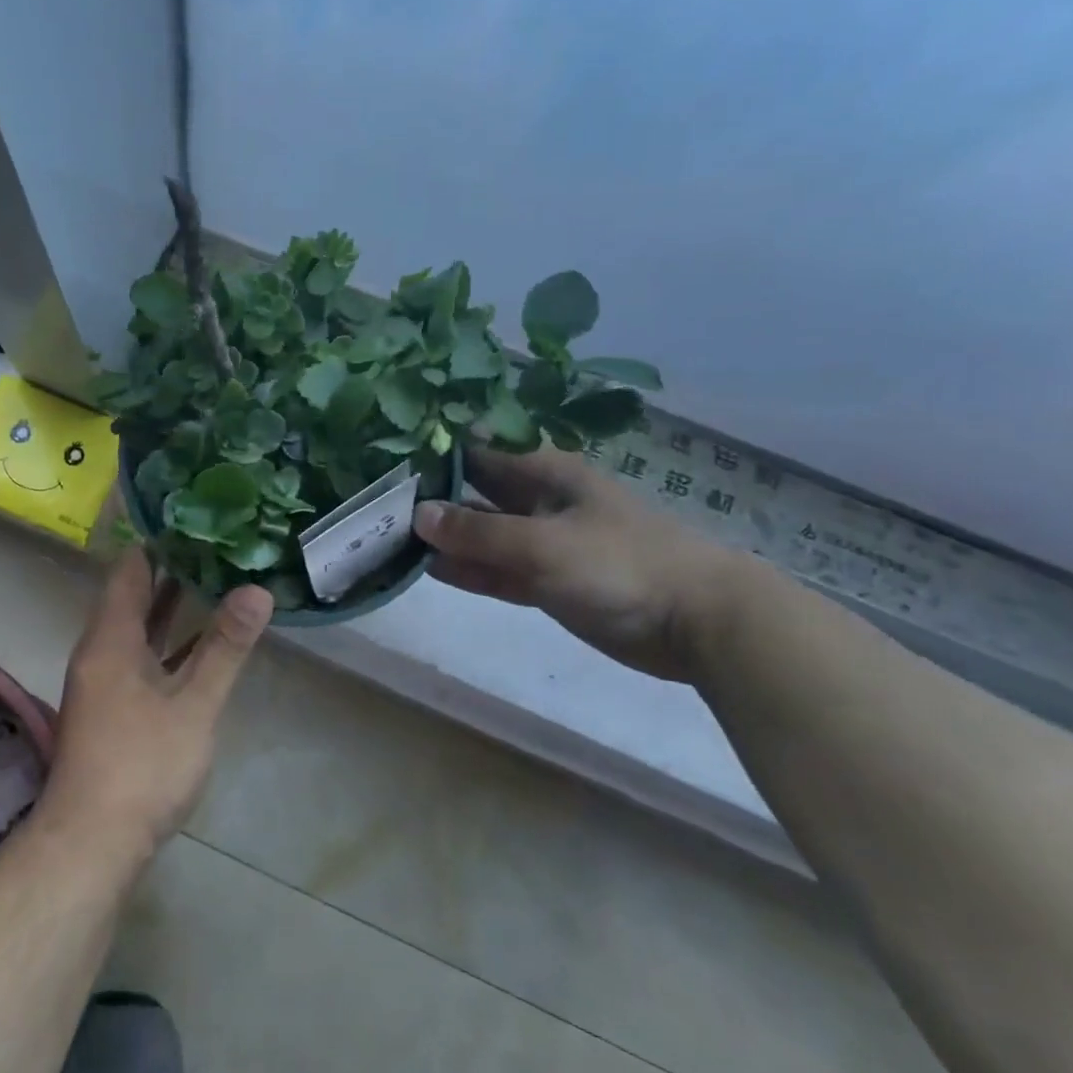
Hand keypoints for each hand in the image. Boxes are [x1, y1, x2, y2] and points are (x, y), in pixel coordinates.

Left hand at [40, 548, 273, 865]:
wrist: (91, 845)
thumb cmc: (142, 766)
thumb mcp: (194, 705)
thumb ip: (225, 647)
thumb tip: (256, 590)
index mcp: (111, 638)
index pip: (129, 569)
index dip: (157, 540)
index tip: (194, 516)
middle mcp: (100, 651)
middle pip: (132, 595)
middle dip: (170, 570)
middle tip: (215, 541)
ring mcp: (104, 682)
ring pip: (137, 629)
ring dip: (169, 606)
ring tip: (213, 578)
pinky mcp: (112, 709)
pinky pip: (141, 657)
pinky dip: (167, 642)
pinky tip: (198, 643)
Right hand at [414, 445, 745, 681]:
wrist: (699, 622)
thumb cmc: (621, 564)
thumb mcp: (543, 544)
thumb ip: (478, 533)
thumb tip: (417, 514)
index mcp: (542, 472)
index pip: (476, 451)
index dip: (433, 452)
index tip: (385, 458)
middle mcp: (536, 500)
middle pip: (473, 492)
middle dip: (430, 496)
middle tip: (374, 503)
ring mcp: (541, 542)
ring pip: (480, 534)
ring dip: (442, 537)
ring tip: (386, 538)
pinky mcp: (546, 580)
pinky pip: (495, 569)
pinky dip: (466, 569)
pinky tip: (426, 568)